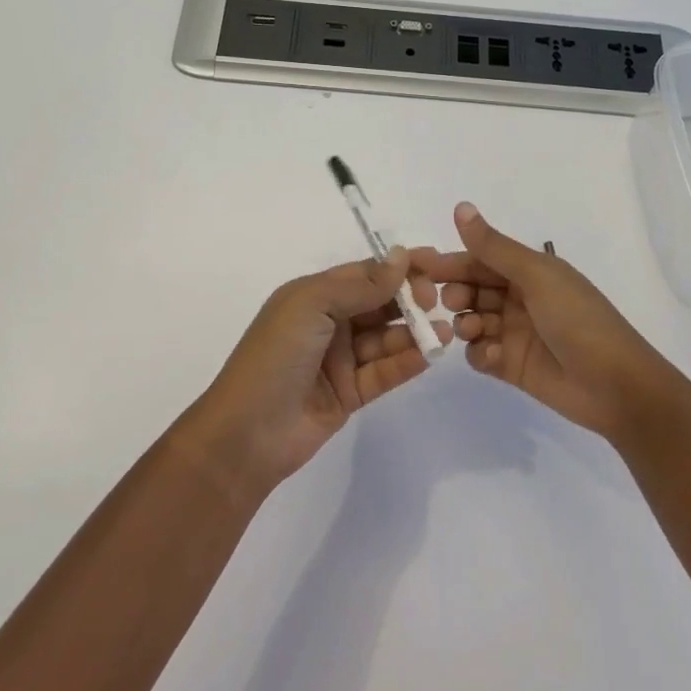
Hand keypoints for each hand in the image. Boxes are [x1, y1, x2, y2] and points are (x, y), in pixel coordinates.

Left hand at [193, 250, 448, 484]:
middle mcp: (328, 323)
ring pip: (385, 338)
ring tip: (443, 330)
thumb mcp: (312, 305)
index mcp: (313, 296)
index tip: (434, 263)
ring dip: (414, 331)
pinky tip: (430, 354)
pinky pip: (385, 371)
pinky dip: (407, 361)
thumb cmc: (275, 355)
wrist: (247, 432)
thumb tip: (401, 257)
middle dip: (409, 298)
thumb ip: (360, 285)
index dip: (397, 268)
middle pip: (378, 303)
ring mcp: (339, 360)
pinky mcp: (350, 393)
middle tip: (436, 300)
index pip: (364, 274)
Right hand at [412, 203, 676, 439]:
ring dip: (464, 324)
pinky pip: (480, 354)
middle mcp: (518, 298)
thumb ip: (493, 247)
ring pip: (471, 321)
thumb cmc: (578, 320)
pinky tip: (492, 357)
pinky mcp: (511, 366)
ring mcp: (514, 333)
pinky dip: (480, 353)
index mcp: (528, 271)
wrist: (616, 386)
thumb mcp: (537, 276)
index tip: (414, 266)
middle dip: (453, 293)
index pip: (478, 259)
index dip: (448, 261)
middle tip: (444, 302)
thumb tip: (460, 206)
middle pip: (470, 289)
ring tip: (473, 331)